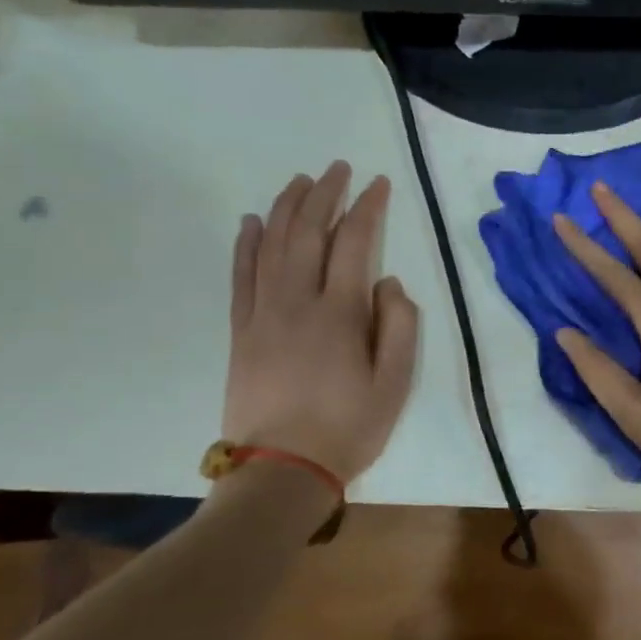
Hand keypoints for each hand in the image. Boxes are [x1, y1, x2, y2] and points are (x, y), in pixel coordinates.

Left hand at [222, 162, 419, 483]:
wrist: (280, 471)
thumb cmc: (348, 428)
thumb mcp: (395, 383)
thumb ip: (400, 326)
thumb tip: (389, 282)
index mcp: (340, 313)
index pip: (355, 243)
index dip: (368, 208)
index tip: (379, 184)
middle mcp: (298, 302)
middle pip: (308, 233)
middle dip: (324, 194)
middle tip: (337, 168)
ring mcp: (263, 314)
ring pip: (271, 246)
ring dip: (285, 208)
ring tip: (299, 181)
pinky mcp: (241, 331)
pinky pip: (240, 276)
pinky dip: (245, 244)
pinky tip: (250, 222)